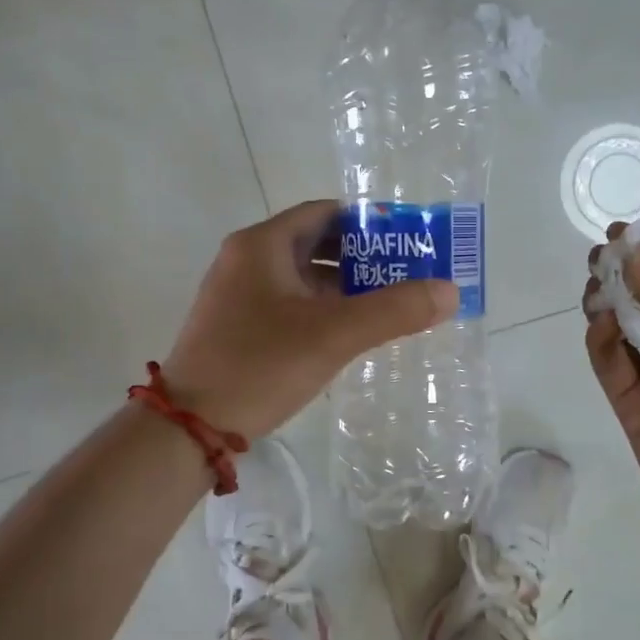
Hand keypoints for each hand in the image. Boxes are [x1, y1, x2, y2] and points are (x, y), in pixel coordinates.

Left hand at [162, 199, 458, 439]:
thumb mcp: (334, 335)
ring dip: (344, 285)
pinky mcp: (236, 326)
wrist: (189, 427)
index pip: (324, 213)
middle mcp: (246, 260)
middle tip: (406, 274)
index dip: (368, 222)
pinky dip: (321, 308)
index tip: (407, 239)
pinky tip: (348, 332)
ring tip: (388, 304)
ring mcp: (237, 295)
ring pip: (302, 276)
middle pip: (314, 243)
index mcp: (262, 245)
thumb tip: (450, 291)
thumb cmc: (260, 366)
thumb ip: (395, 310)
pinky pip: (289, 303)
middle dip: (362, 256)